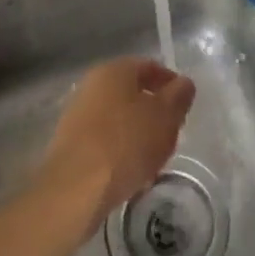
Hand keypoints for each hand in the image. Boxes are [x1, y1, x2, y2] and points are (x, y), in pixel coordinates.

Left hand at [39, 58, 195, 235]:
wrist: (75, 188)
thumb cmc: (126, 143)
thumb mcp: (165, 117)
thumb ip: (179, 96)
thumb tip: (183, 83)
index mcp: (115, 70)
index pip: (150, 67)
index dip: (171, 84)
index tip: (184, 107)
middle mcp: (92, 85)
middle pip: (132, 93)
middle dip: (154, 112)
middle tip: (172, 134)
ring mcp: (77, 114)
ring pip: (118, 118)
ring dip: (138, 133)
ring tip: (154, 159)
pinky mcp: (70, 144)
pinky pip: (104, 140)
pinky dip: (120, 151)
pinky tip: (131, 174)